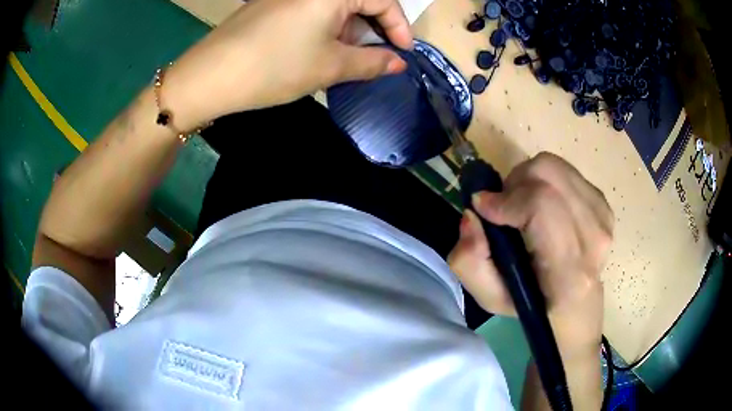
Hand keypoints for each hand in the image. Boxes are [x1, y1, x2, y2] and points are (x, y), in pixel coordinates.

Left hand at [163, 0, 412, 129]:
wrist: (210, 76)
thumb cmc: (275, 67)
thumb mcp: (330, 66)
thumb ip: (371, 62)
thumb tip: (398, 63)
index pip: (382, 0)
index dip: (398, 26)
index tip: (403, 53)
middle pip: (358, 2)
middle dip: (372, 30)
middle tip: (375, 60)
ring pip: (334, 9)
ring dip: (348, 32)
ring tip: (346, 61)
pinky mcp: (272, 5)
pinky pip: (311, 12)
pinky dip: (324, 30)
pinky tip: (319, 51)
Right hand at [449, 153, 613, 355]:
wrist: (576, 304)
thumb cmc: (531, 304)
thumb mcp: (489, 297)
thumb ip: (469, 260)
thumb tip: (473, 214)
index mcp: (569, 272)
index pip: (542, 206)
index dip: (508, 199)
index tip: (484, 207)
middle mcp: (594, 239)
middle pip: (548, 175)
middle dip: (514, 184)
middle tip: (503, 206)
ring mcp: (603, 217)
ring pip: (554, 167)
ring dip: (528, 179)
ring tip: (522, 205)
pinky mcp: (604, 204)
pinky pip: (565, 171)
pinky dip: (545, 180)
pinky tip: (543, 204)